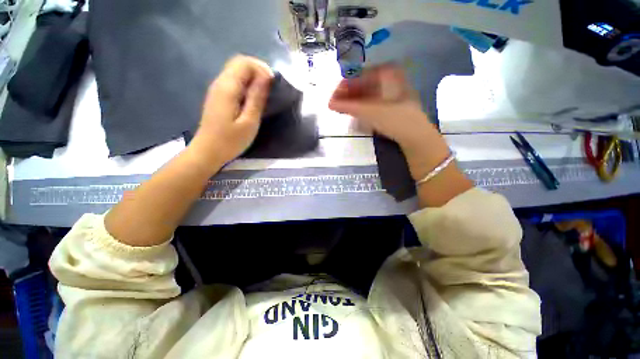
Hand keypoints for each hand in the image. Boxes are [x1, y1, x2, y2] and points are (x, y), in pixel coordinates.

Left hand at [191, 55, 272, 165]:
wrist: (208, 151)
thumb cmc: (230, 140)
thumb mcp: (249, 122)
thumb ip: (256, 98)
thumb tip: (266, 78)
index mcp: (227, 88)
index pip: (244, 62)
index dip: (261, 68)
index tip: (273, 84)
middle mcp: (220, 83)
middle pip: (239, 63)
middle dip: (258, 70)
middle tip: (271, 87)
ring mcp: (217, 89)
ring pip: (236, 71)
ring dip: (252, 77)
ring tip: (265, 92)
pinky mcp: (218, 96)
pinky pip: (233, 81)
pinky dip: (246, 84)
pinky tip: (253, 98)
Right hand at [328, 65, 434, 150]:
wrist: (415, 135)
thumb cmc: (395, 119)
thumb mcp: (370, 111)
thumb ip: (349, 106)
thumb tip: (330, 104)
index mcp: (387, 72)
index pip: (359, 76)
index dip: (343, 86)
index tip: (333, 98)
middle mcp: (390, 78)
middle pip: (362, 85)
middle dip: (347, 95)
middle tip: (335, 105)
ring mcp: (391, 91)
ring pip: (367, 94)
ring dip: (353, 101)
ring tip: (342, 110)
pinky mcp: (391, 103)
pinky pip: (372, 101)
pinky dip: (362, 106)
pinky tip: (354, 113)